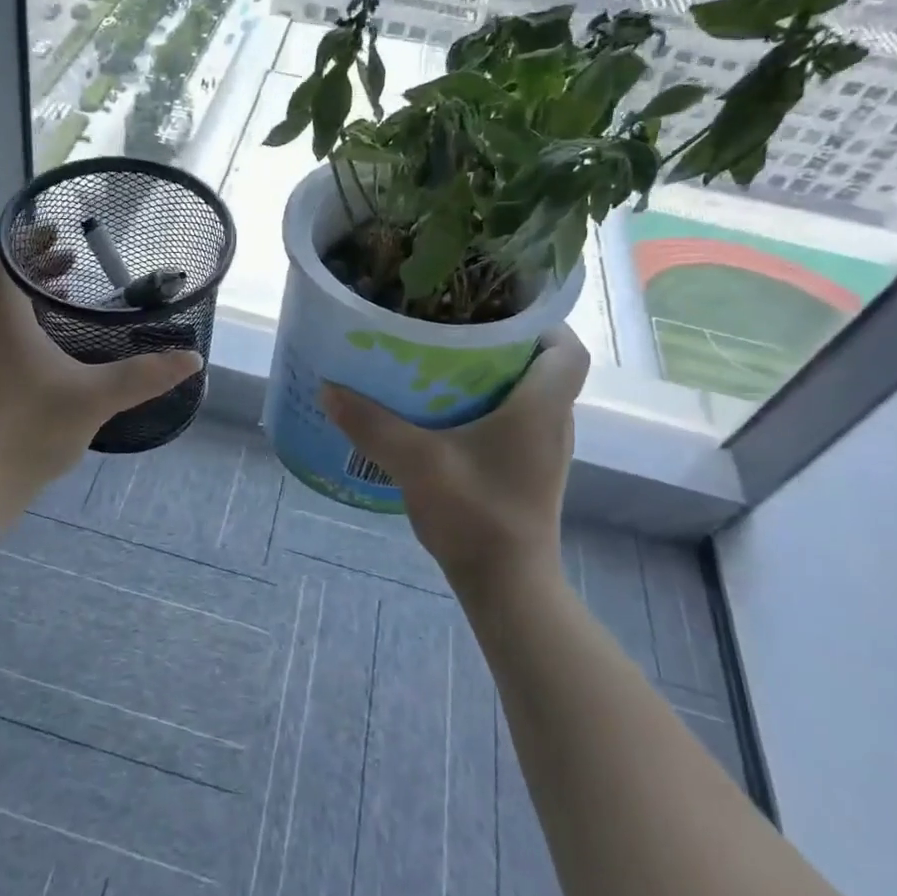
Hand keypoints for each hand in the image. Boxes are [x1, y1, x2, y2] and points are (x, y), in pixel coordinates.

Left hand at [0, 235, 200, 506]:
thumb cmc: (30, 427)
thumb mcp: (95, 398)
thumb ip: (143, 375)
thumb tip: (192, 359)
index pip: (1, 256)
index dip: (28, 239)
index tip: (59, 235)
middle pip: (0, 282)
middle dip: (36, 269)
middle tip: (75, 265)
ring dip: (28, 301)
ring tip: (65, 304)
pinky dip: (18, 330)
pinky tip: (48, 356)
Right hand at [320, 326, 589, 598]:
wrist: (506, 585)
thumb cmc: (476, 514)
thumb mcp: (417, 463)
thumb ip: (372, 424)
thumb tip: (328, 388)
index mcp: (541, 408)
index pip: (567, 348)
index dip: (541, 323)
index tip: (496, 311)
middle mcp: (553, 424)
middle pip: (542, 369)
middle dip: (502, 346)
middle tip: (452, 333)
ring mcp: (543, 453)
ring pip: (526, 398)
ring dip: (491, 380)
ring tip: (441, 368)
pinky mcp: (528, 474)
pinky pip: (514, 425)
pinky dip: (485, 412)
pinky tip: (443, 419)